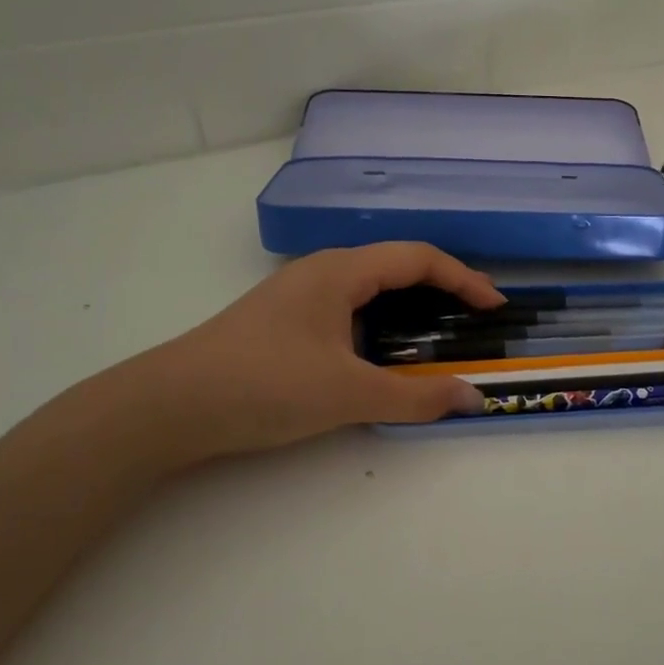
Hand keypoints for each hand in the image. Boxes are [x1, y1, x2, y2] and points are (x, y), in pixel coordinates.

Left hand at [88, 243, 504, 472]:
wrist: (168, 406)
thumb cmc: (264, 385)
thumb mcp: (347, 394)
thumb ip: (415, 398)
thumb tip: (473, 398)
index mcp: (340, 272)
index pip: (418, 258)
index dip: (464, 278)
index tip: (495, 306)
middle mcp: (321, 272)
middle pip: (396, 266)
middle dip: (442, 288)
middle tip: (474, 318)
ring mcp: (298, 295)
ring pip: (370, 287)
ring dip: (410, 306)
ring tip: (438, 336)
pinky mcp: (284, 321)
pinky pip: (349, 308)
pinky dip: (381, 323)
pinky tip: (382, 353)